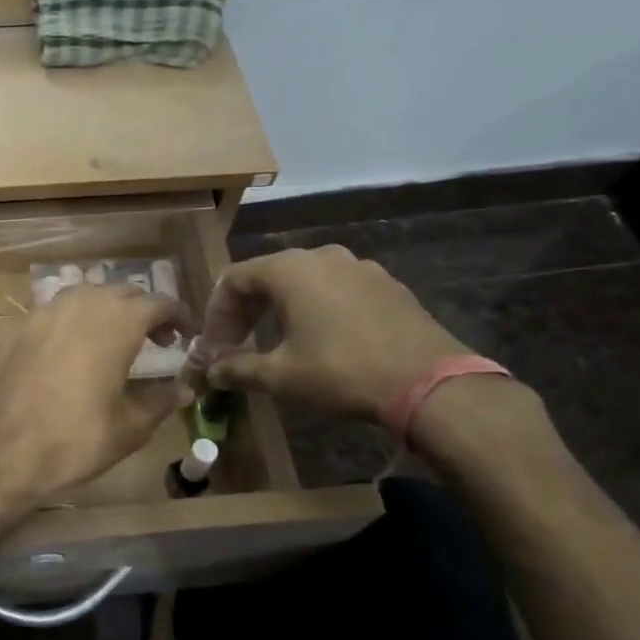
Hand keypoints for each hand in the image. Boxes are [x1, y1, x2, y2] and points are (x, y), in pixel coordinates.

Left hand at [0, 285, 190, 506]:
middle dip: (142, 310)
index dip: (176, 315)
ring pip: (82, 297)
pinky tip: (68, 353)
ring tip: (111, 341)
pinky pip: (50, 315)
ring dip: (104, 311)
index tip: (185, 333)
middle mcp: (78, 305)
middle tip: (155, 339)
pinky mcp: (12, 329)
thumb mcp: (129, 428)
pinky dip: (69, 324)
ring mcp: (40, 313)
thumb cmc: (74, 440)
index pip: (157, 302)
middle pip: (119, 293)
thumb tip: (183, 389)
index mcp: (115, 322)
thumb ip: (160, 401)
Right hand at [198, 247, 472, 419]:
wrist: (430, 382)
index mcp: (289, 269)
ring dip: (280, 308)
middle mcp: (321, 256)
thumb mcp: (281, 375)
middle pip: (267, 275)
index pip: (233, 280)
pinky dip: (316, 308)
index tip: (214, 346)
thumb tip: (210, 372)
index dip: (216, 313)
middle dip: (246, 310)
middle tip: (238, 344)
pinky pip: (337, 289)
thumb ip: (238, 369)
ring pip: (304, 281)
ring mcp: (359, 267)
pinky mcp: (387, 284)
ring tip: (277, 341)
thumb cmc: (341, 371)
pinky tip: (322, 339)